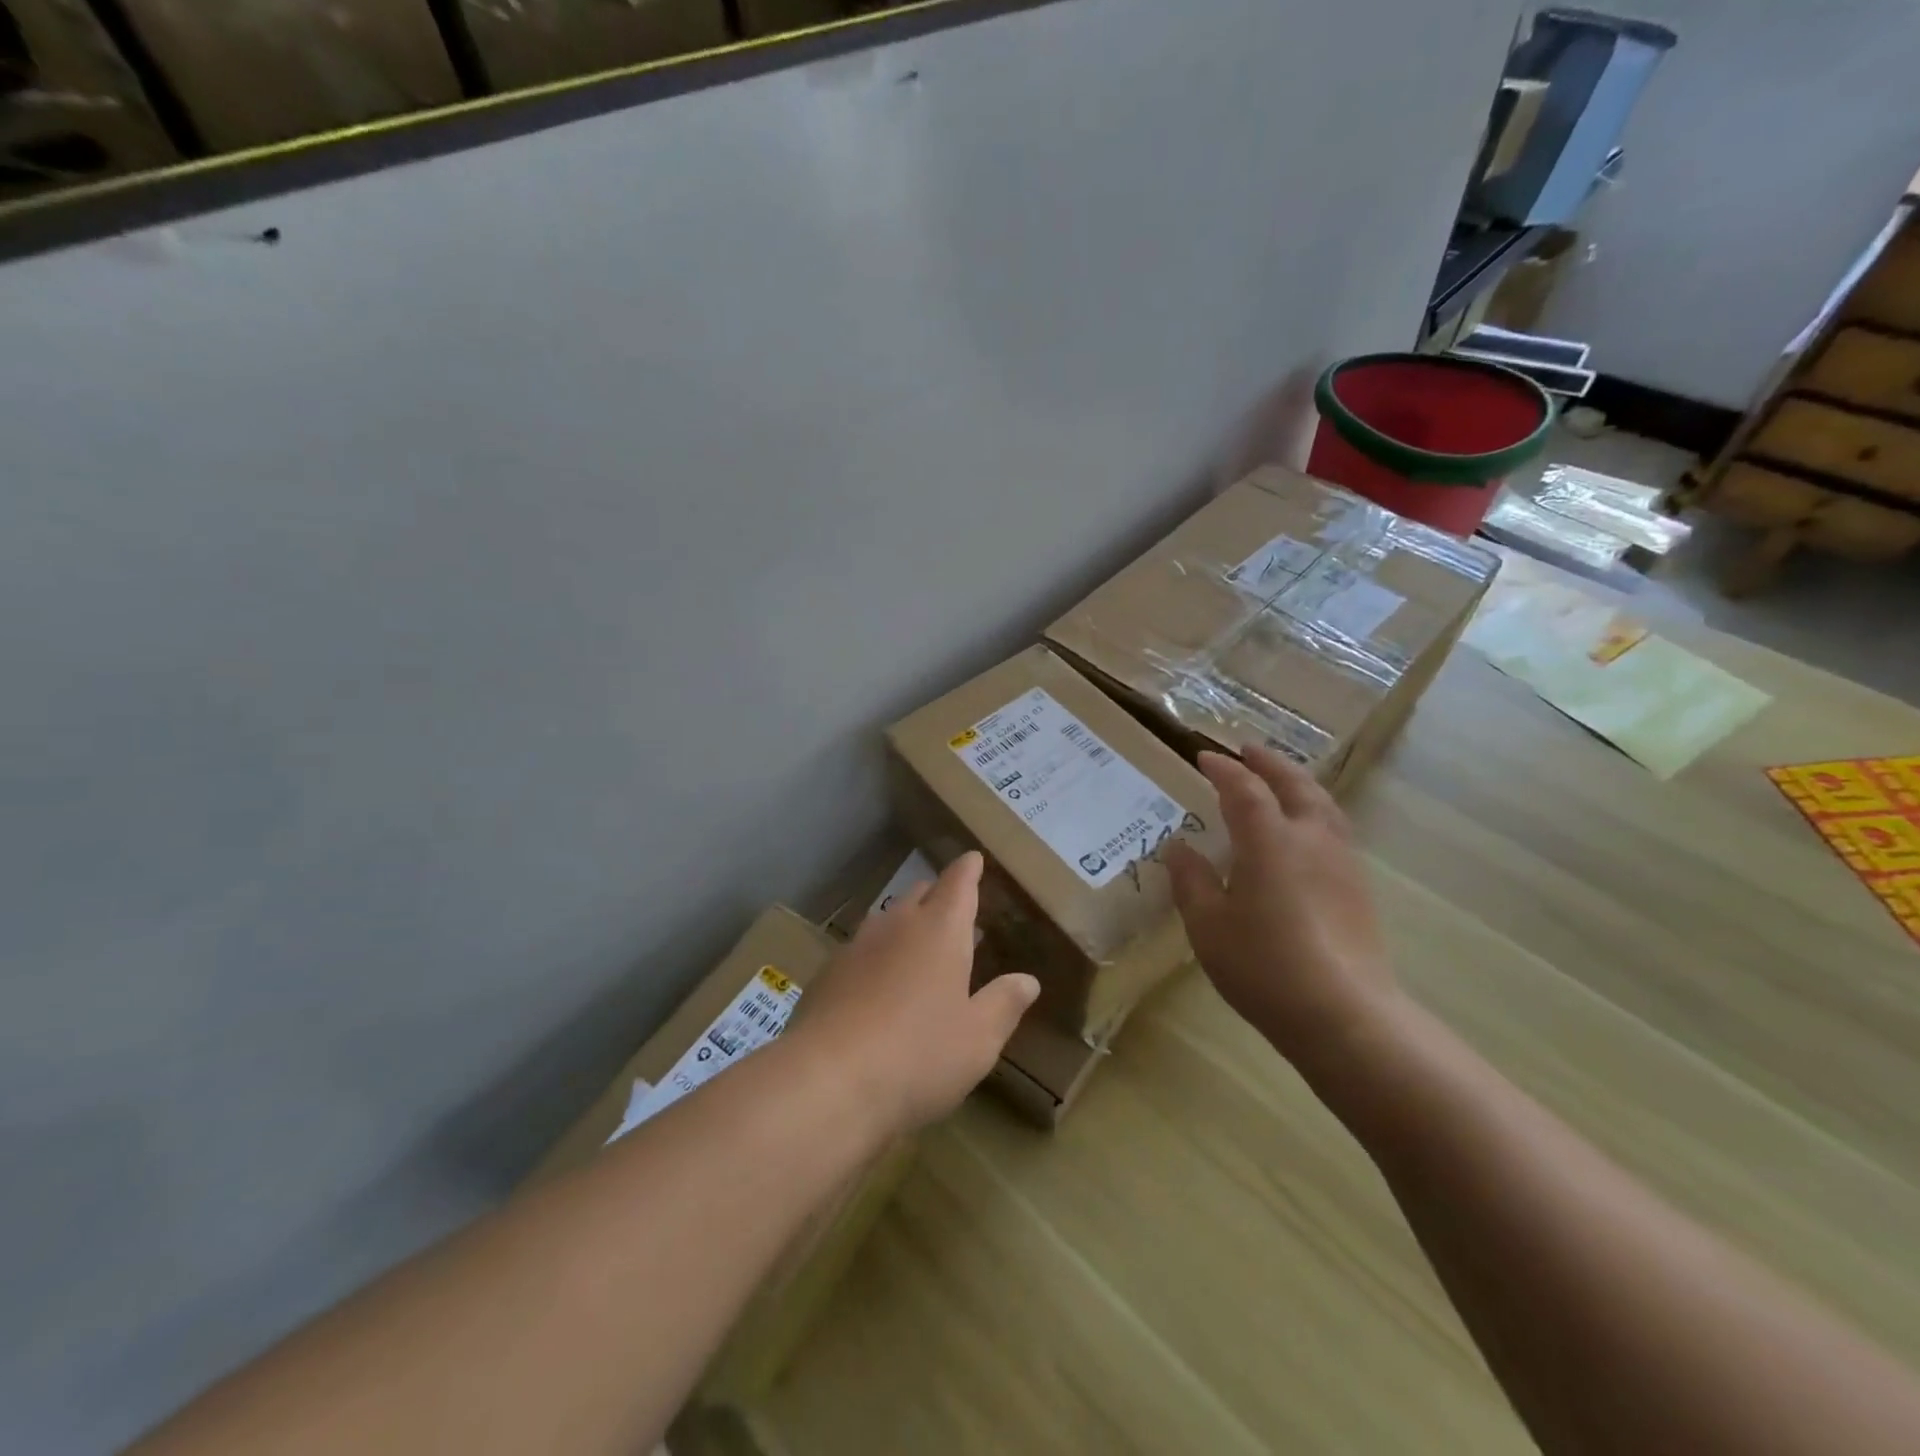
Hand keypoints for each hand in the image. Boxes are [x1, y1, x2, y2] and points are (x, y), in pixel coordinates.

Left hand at [798, 852, 1040, 1136]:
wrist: (827, 1081)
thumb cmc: (918, 1055)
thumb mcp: (978, 1039)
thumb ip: (1004, 1004)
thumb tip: (1027, 980)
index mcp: (941, 930)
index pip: (958, 883)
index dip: (969, 869)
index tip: (974, 858)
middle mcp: (897, 925)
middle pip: (920, 894)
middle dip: (939, 896)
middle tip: (954, 912)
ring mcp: (857, 946)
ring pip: (887, 920)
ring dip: (906, 925)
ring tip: (919, 948)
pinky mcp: (827, 973)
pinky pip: (860, 950)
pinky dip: (877, 956)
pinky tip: (878, 987)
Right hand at [1164, 747, 1401, 1074]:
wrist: (1344, 1014)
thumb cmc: (1264, 966)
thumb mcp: (1208, 925)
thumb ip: (1191, 881)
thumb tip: (1179, 848)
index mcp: (1269, 840)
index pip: (1244, 789)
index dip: (1223, 769)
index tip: (1204, 758)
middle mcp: (1310, 838)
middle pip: (1294, 784)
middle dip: (1269, 763)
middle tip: (1248, 751)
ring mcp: (1342, 862)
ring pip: (1323, 804)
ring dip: (1298, 783)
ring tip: (1280, 780)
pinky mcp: (1359, 887)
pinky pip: (1335, 828)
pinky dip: (1315, 811)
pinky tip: (1306, 830)